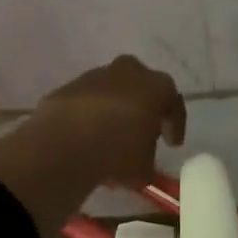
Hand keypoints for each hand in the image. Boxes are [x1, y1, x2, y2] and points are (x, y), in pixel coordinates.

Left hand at [29, 55, 185, 184]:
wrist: (62, 143)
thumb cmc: (116, 152)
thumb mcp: (144, 166)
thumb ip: (147, 157)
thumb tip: (141, 159)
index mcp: (155, 86)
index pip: (173, 102)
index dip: (174, 125)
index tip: (172, 144)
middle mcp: (128, 71)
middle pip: (142, 87)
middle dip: (144, 108)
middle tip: (143, 132)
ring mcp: (95, 76)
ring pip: (113, 92)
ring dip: (115, 111)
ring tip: (111, 138)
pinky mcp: (68, 86)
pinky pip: (88, 101)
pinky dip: (90, 115)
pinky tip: (87, 137)